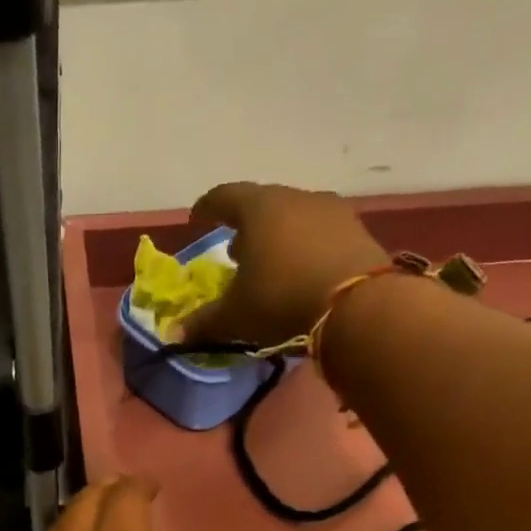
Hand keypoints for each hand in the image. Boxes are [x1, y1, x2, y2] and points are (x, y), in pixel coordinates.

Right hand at [181, 182, 389, 346]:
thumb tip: (173, 334)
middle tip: (235, 249)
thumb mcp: (235, 316)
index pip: (225, 197)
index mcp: (259, 208)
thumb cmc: (281, 300)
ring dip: (277, 236)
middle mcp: (295, 198)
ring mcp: (331, 211)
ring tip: (268, 262)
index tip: (198, 218)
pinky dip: (303, 247)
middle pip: (263, 204)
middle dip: (245, 225)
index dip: (208, 207)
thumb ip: (203, 322)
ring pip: (294, 217)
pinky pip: (319, 233)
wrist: (358, 306)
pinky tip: (300, 270)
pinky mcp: (356, 231)